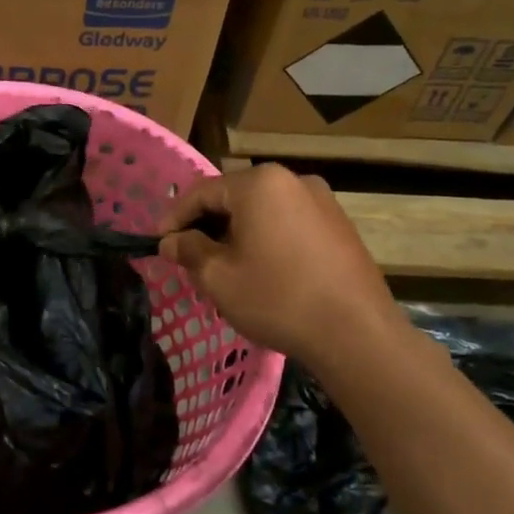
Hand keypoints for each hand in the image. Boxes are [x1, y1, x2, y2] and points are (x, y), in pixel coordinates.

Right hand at [157, 165, 399, 363]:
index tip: (157, 243)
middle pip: (234, 197)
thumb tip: (171, 241)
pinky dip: (265, 239)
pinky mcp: (339, 226)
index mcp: (260, 184)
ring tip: (221, 266)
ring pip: (262, 211)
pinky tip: (260, 270)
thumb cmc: (277, 298)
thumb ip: (189, 250)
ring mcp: (322, 201)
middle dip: (206, 225)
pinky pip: (288, 223)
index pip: (202, 192)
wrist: (356, 333)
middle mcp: (293, 180)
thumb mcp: (218, 277)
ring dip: (236, 233)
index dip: (174, 217)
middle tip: (186, 256)